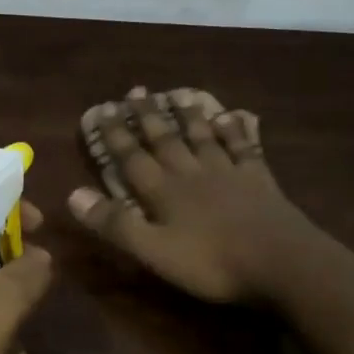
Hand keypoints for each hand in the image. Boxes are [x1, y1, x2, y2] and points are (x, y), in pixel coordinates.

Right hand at [69, 90, 331, 304]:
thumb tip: (73, 194)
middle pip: (166, 140)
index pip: (132, 158)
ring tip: (179, 95)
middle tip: (137, 90)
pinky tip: (233, 116)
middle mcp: (193, 174)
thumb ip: (116, 224)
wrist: (281, 262)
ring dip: (188, 116)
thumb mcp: (154, 251)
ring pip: (203, 137)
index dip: (115, 135)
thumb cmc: (212, 263)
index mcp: (165, 192)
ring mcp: (229, 173)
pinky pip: (243, 147)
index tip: (102, 109)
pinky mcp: (259, 180)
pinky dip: (235, 130)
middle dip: (148, 117)